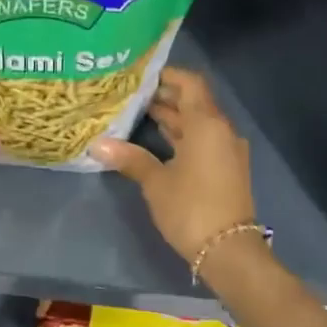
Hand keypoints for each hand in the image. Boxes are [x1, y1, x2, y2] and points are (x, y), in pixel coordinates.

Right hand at [92, 68, 257, 271]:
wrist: (228, 250)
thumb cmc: (191, 208)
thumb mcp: (156, 183)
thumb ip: (131, 159)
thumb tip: (98, 145)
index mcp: (207, 124)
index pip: (190, 83)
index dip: (167, 75)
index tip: (140, 76)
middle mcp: (222, 131)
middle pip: (195, 102)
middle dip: (165, 97)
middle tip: (132, 96)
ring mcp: (227, 151)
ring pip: (199, 124)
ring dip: (174, 118)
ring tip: (139, 116)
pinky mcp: (227, 169)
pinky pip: (204, 141)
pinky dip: (183, 137)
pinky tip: (159, 143)